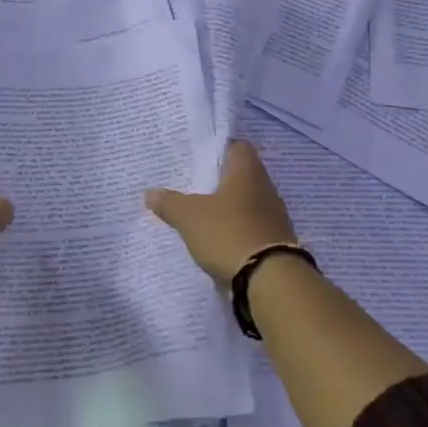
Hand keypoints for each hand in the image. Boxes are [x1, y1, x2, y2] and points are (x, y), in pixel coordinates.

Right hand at [145, 140, 297, 283]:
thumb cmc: (228, 233)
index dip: (220, 148)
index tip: (200, 157)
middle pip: (243, 175)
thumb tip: (149, 193)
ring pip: (249, 202)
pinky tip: (222, 238)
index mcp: (247, 172)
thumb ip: (169, 203)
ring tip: (206, 214)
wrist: (270, 279)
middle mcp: (266, 188)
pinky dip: (239, 229)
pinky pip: (254, 226)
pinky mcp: (278, 241)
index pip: (238, 146)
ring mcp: (276, 216)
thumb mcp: (189, 217)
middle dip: (222, 181)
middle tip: (196, 186)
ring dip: (231, 207)